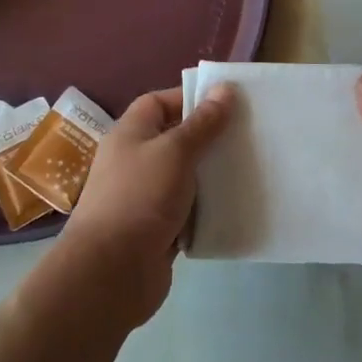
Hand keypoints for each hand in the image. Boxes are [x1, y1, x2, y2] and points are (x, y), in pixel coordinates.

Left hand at [64, 84, 233, 325]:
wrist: (111, 272)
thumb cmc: (140, 197)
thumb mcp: (175, 151)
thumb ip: (202, 123)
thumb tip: (223, 88)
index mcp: (131, 133)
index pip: (160, 102)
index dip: (190, 98)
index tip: (228, 102)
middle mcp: (136, 161)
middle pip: (177, 139)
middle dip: (209, 137)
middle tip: (248, 134)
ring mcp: (146, 197)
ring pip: (186, 177)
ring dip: (212, 175)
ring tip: (251, 166)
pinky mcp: (159, 229)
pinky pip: (189, 211)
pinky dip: (208, 208)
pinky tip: (237, 204)